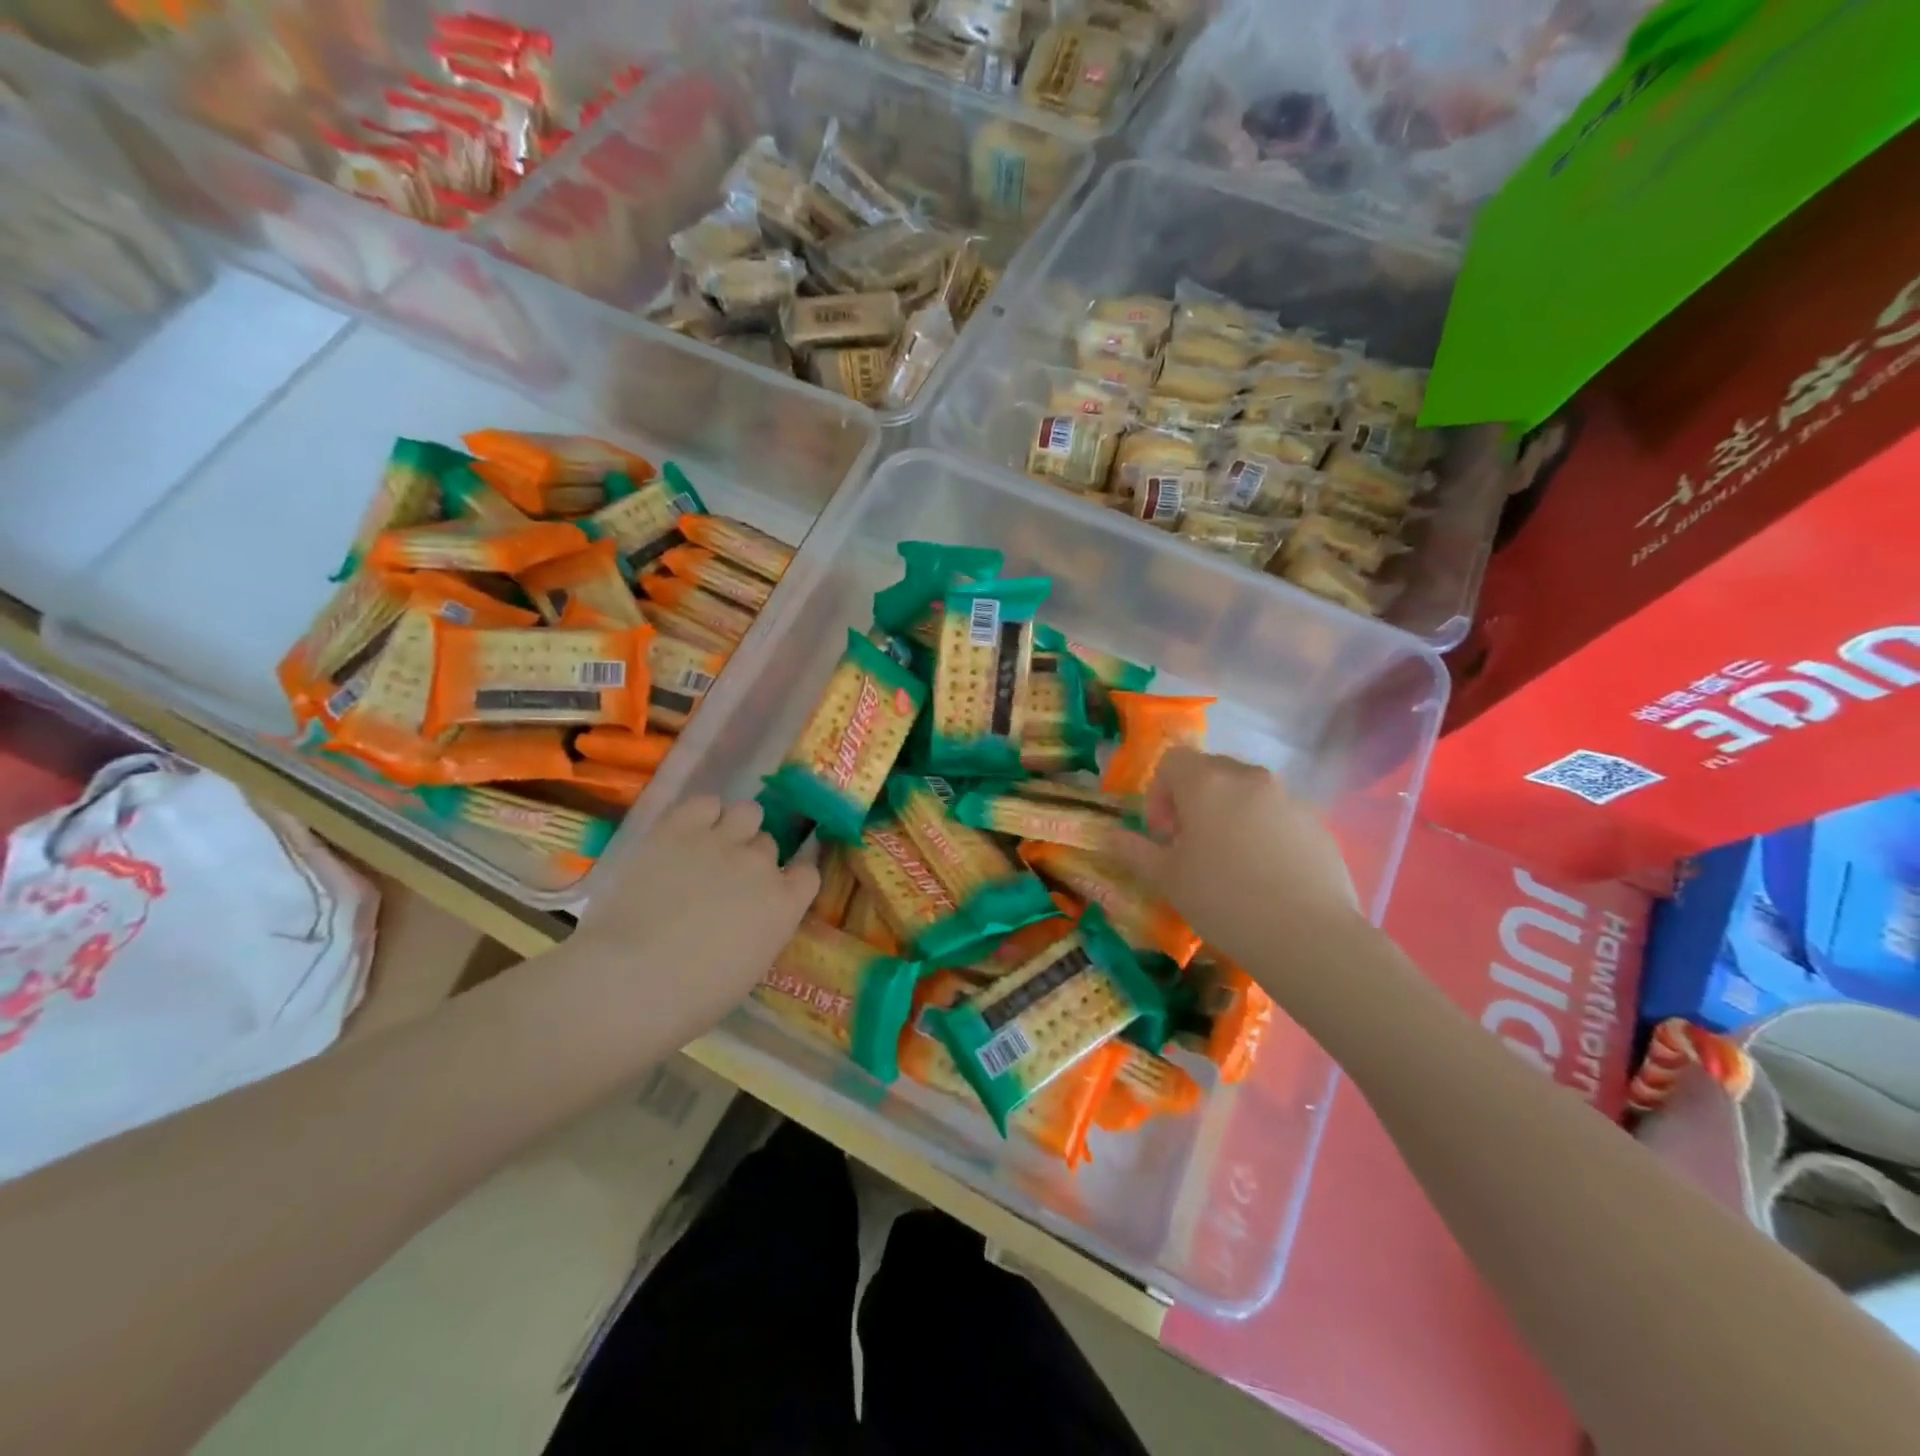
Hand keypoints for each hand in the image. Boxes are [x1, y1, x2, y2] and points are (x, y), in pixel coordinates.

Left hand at [568, 796, 819, 1045]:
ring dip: (735, 827)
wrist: (631, 981)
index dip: (788, 879)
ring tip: (709, 846)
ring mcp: (721, 842)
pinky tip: (687, 832)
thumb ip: (759, 931)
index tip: (770, 892)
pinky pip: (705, 803)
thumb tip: (745, 920)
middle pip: (769, 845)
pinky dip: (701, 814)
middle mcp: (761, 865)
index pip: (806, 874)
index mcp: (784, 906)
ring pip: (747, 812)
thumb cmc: (691, 999)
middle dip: (752, 858)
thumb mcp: (747, 969)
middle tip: (725, 879)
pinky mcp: (679, 829)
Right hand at [1110, 749, 1361, 971]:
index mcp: (1206, 782)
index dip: (1159, 793)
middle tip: (1192, 846)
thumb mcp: (1166, 879)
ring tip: (1231, 862)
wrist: (1307, 935)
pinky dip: (1264, 831)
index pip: (1173, 761)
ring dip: (1230, 814)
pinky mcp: (1316, 823)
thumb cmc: (1223, 899)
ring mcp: (1288, 798)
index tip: (1164, 834)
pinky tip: (1266, 875)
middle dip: (1194, 800)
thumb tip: (1111, 836)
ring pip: (1247, 792)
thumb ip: (1135, 851)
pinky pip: (1278, 814)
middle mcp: (1248, 778)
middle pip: (1211, 771)